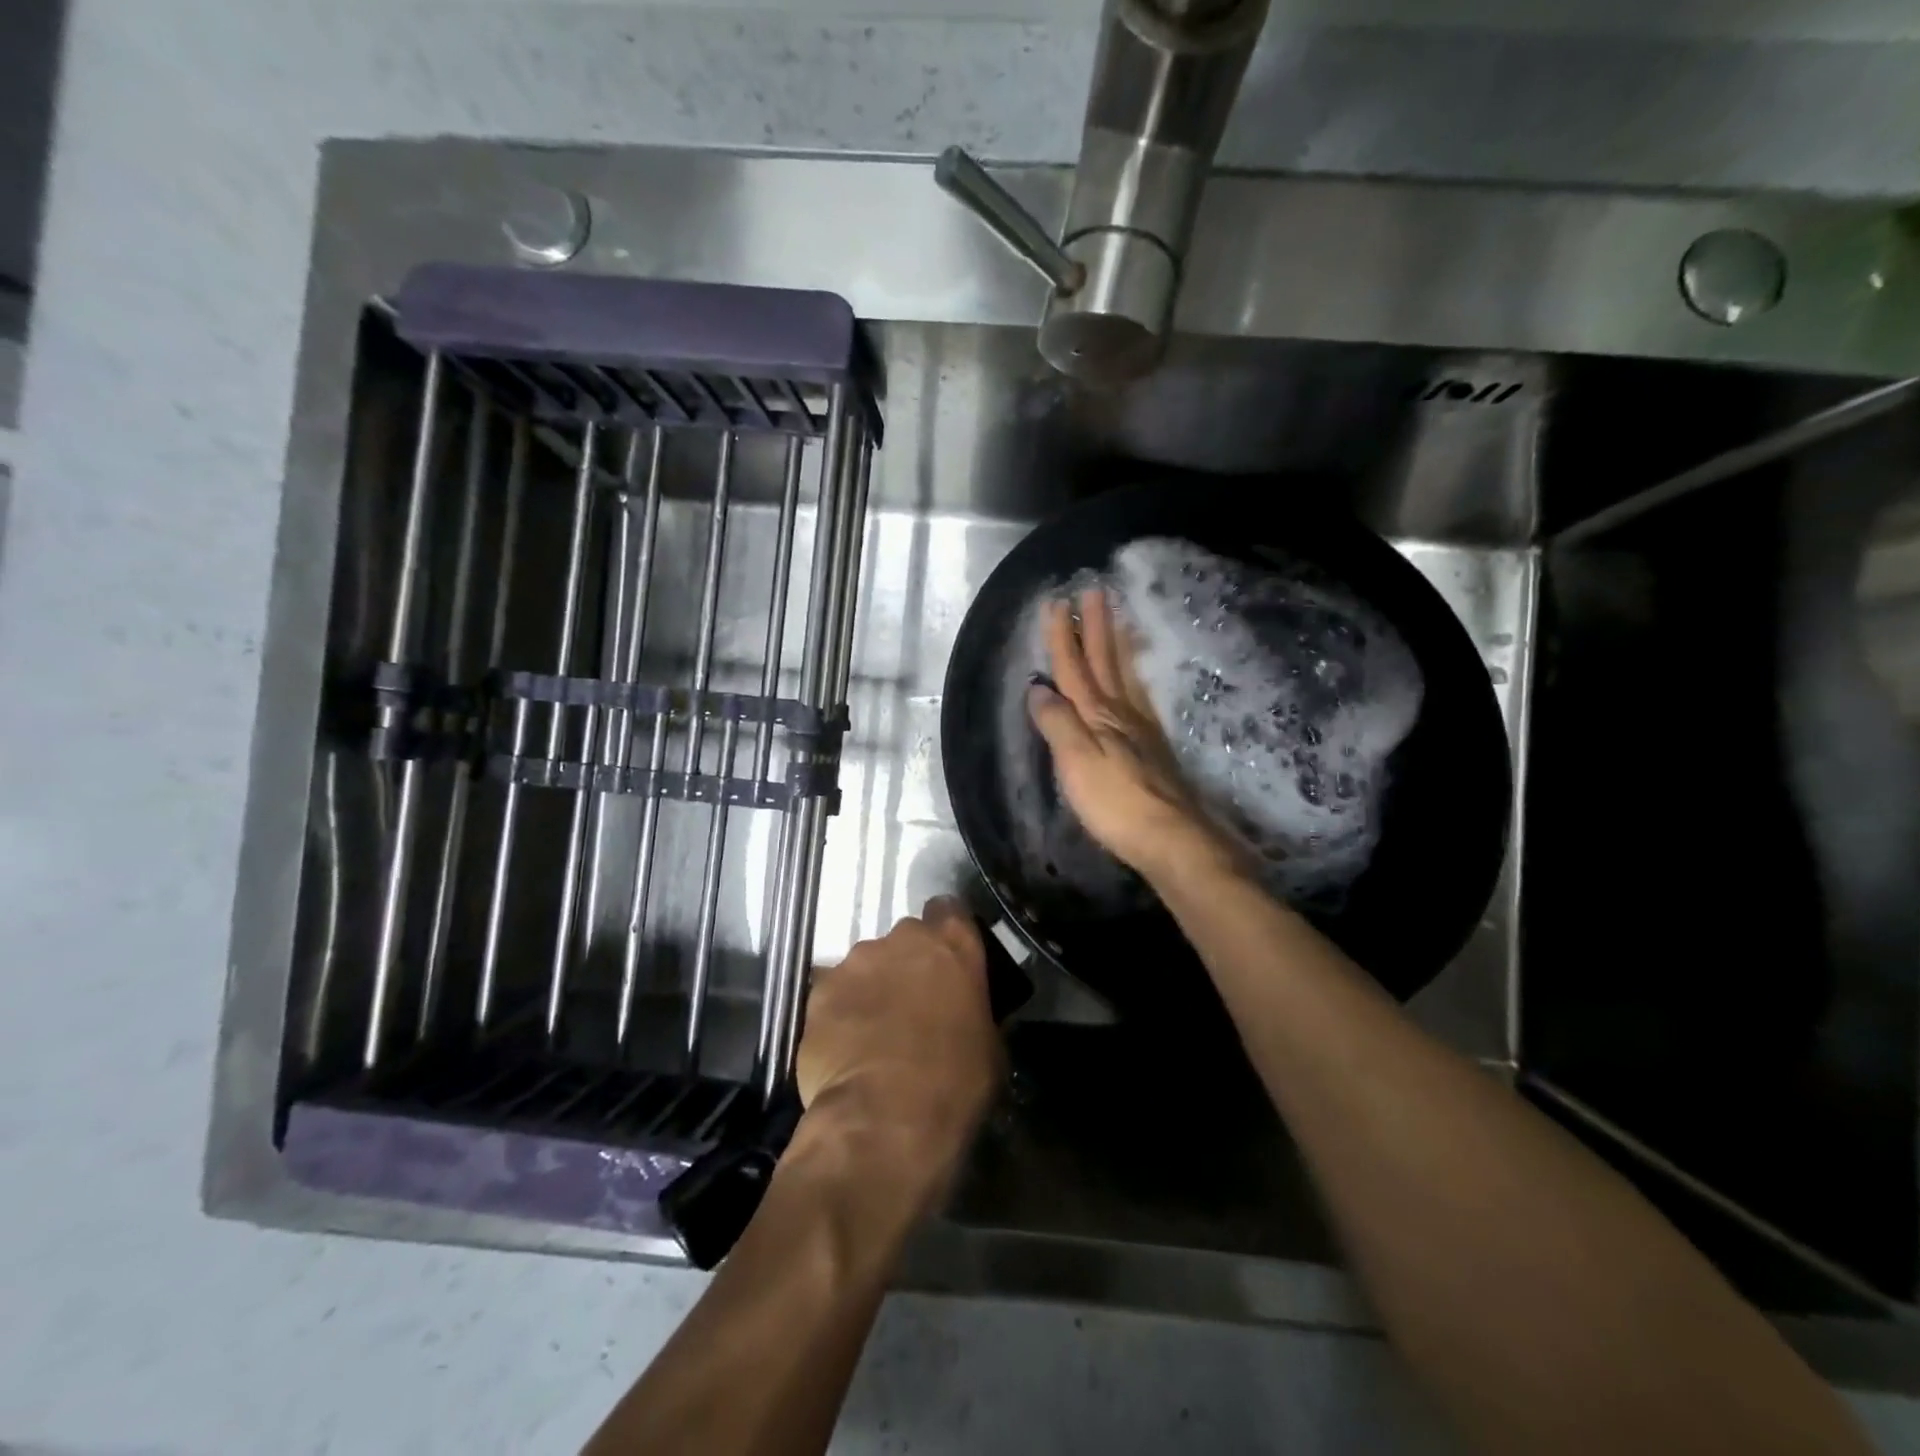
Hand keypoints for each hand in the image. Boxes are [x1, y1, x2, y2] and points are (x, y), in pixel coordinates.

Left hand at [796, 897, 1001, 1197]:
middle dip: (907, 964)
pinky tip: (845, 1047)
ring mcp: (857, 961)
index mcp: (953, 945)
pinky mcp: (820, 990)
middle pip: (905, 939)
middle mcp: (903, 939)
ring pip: (866, 965)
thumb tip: (966, 1012)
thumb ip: (976, 1011)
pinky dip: (840, 1012)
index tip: (946, 961)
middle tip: (911, 1005)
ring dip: (872, 987)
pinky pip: (834, 993)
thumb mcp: (990, 1048)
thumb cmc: (954, 1085)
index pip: (949, 911)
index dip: (946, 934)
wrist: (885, 1120)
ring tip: (872, 1032)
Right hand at [1026, 588, 1238, 883]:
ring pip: (1125, 675)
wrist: (1171, 837)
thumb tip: (1038, 688)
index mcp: (1096, 716)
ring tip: (1117, 618)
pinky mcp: (1153, 746)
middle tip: (1094, 591)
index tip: (1058, 601)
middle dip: (1095, 627)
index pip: (1074, 668)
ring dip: (1117, 644)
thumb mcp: (1076, 763)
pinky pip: (1140, 696)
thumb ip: (1056, 723)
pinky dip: (1134, 675)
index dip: (1063, 637)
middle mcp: (1120, 713)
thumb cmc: (1115, 803)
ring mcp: (1141, 728)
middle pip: (1105, 662)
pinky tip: (1135, 676)